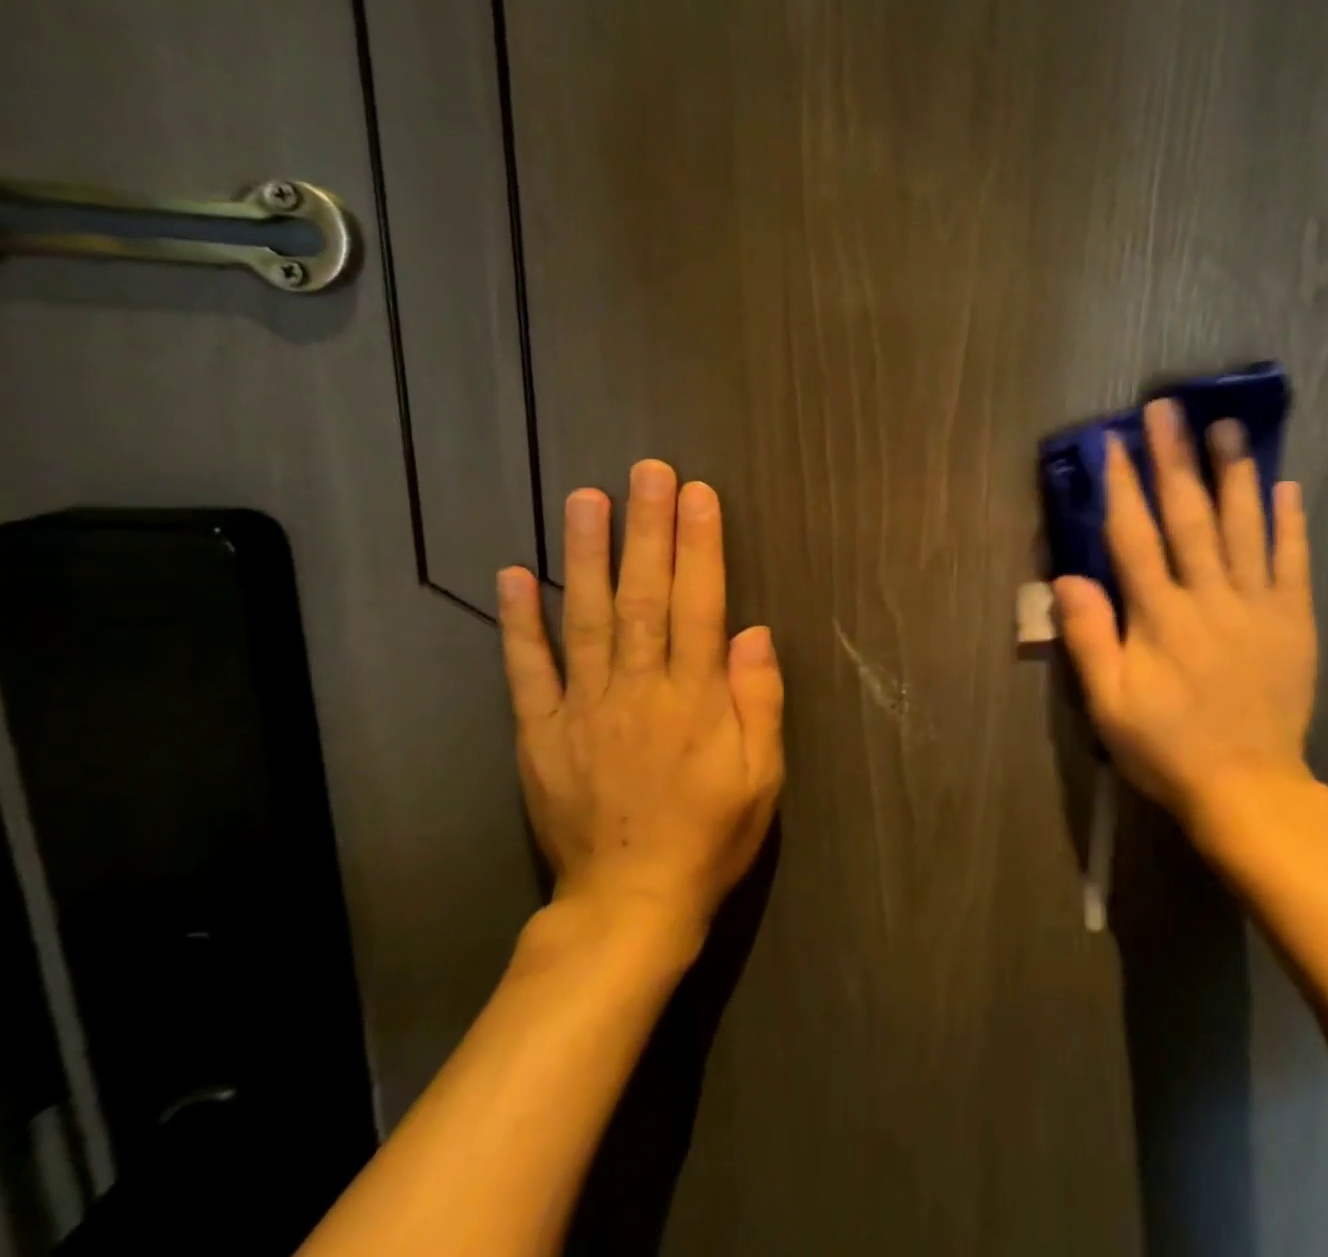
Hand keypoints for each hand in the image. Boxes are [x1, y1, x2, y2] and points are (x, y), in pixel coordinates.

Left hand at [495, 461, 784, 943]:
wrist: (629, 905)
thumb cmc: (711, 835)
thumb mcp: (762, 776)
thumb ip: (759, 700)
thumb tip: (753, 631)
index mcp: (694, 699)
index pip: (701, 605)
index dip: (701, 546)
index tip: (698, 494)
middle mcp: (637, 690)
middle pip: (645, 597)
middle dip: (648, 530)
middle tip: (647, 472)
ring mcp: (582, 709)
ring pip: (586, 618)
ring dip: (587, 554)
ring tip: (586, 498)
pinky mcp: (540, 734)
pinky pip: (529, 671)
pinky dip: (520, 622)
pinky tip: (516, 575)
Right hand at [1053, 398, 1320, 859]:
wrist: (1248, 789)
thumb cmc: (1167, 748)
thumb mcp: (1110, 704)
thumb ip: (1089, 639)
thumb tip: (1066, 577)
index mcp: (1160, 618)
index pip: (1135, 538)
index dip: (1123, 487)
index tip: (1115, 442)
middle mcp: (1209, 599)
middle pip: (1189, 518)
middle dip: (1175, 460)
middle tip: (1169, 409)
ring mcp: (1257, 607)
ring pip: (1244, 528)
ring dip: (1233, 474)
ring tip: (1227, 426)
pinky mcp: (1293, 621)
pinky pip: (1293, 563)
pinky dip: (1290, 523)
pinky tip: (1287, 485)